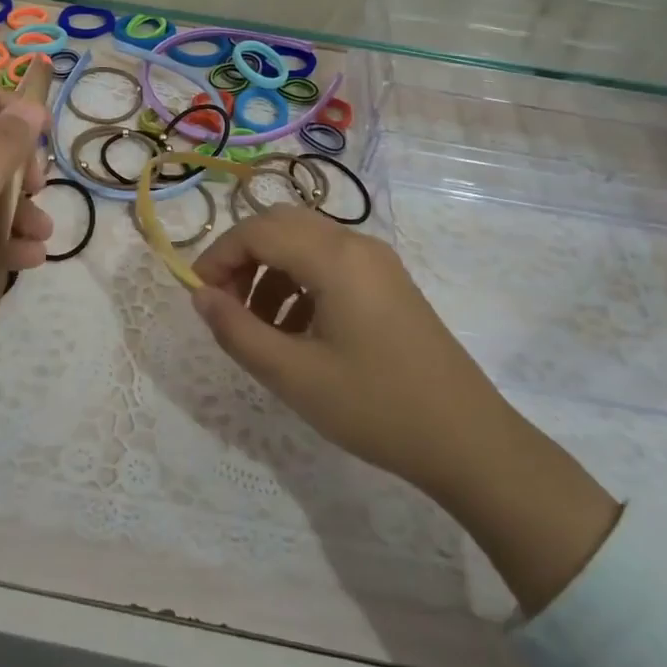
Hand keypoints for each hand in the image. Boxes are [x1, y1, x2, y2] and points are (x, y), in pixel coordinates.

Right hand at [190, 206, 504, 494]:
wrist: (468, 440)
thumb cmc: (376, 407)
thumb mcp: (294, 376)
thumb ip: (237, 331)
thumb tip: (200, 296)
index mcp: (335, 258)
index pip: (257, 231)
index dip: (218, 257)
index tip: (198, 296)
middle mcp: (356, 244)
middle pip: (281, 225)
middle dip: (243, 257)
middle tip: (225, 305)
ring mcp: (377, 262)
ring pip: (305, 242)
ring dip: (270, 270)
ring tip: (257, 326)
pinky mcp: (388, 283)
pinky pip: (330, 263)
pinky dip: (299, 282)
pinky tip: (296, 331)